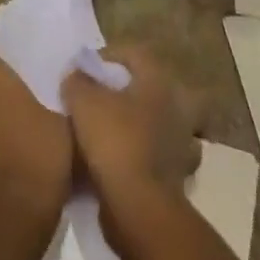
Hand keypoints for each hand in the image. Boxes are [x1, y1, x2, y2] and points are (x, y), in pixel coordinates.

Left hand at [0, 55, 73, 242]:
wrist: (1, 230)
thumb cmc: (35, 162)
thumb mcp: (67, 123)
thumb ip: (66, 97)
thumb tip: (71, 86)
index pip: (2, 54)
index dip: (24, 64)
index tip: (47, 76)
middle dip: (15, 95)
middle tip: (48, 106)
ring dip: (6, 124)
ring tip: (40, 139)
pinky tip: (25, 166)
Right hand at [61, 45, 199, 207]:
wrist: (139, 206)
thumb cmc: (114, 141)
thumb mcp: (83, 101)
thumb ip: (78, 81)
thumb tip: (77, 75)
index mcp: (158, 81)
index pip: (135, 54)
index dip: (109, 56)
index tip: (87, 68)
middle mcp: (177, 107)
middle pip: (152, 88)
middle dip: (130, 91)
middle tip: (104, 98)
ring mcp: (182, 143)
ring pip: (159, 123)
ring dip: (140, 125)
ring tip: (112, 131)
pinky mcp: (178, 176)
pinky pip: (158, 156)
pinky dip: (143, 156)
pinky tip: (124, 161)